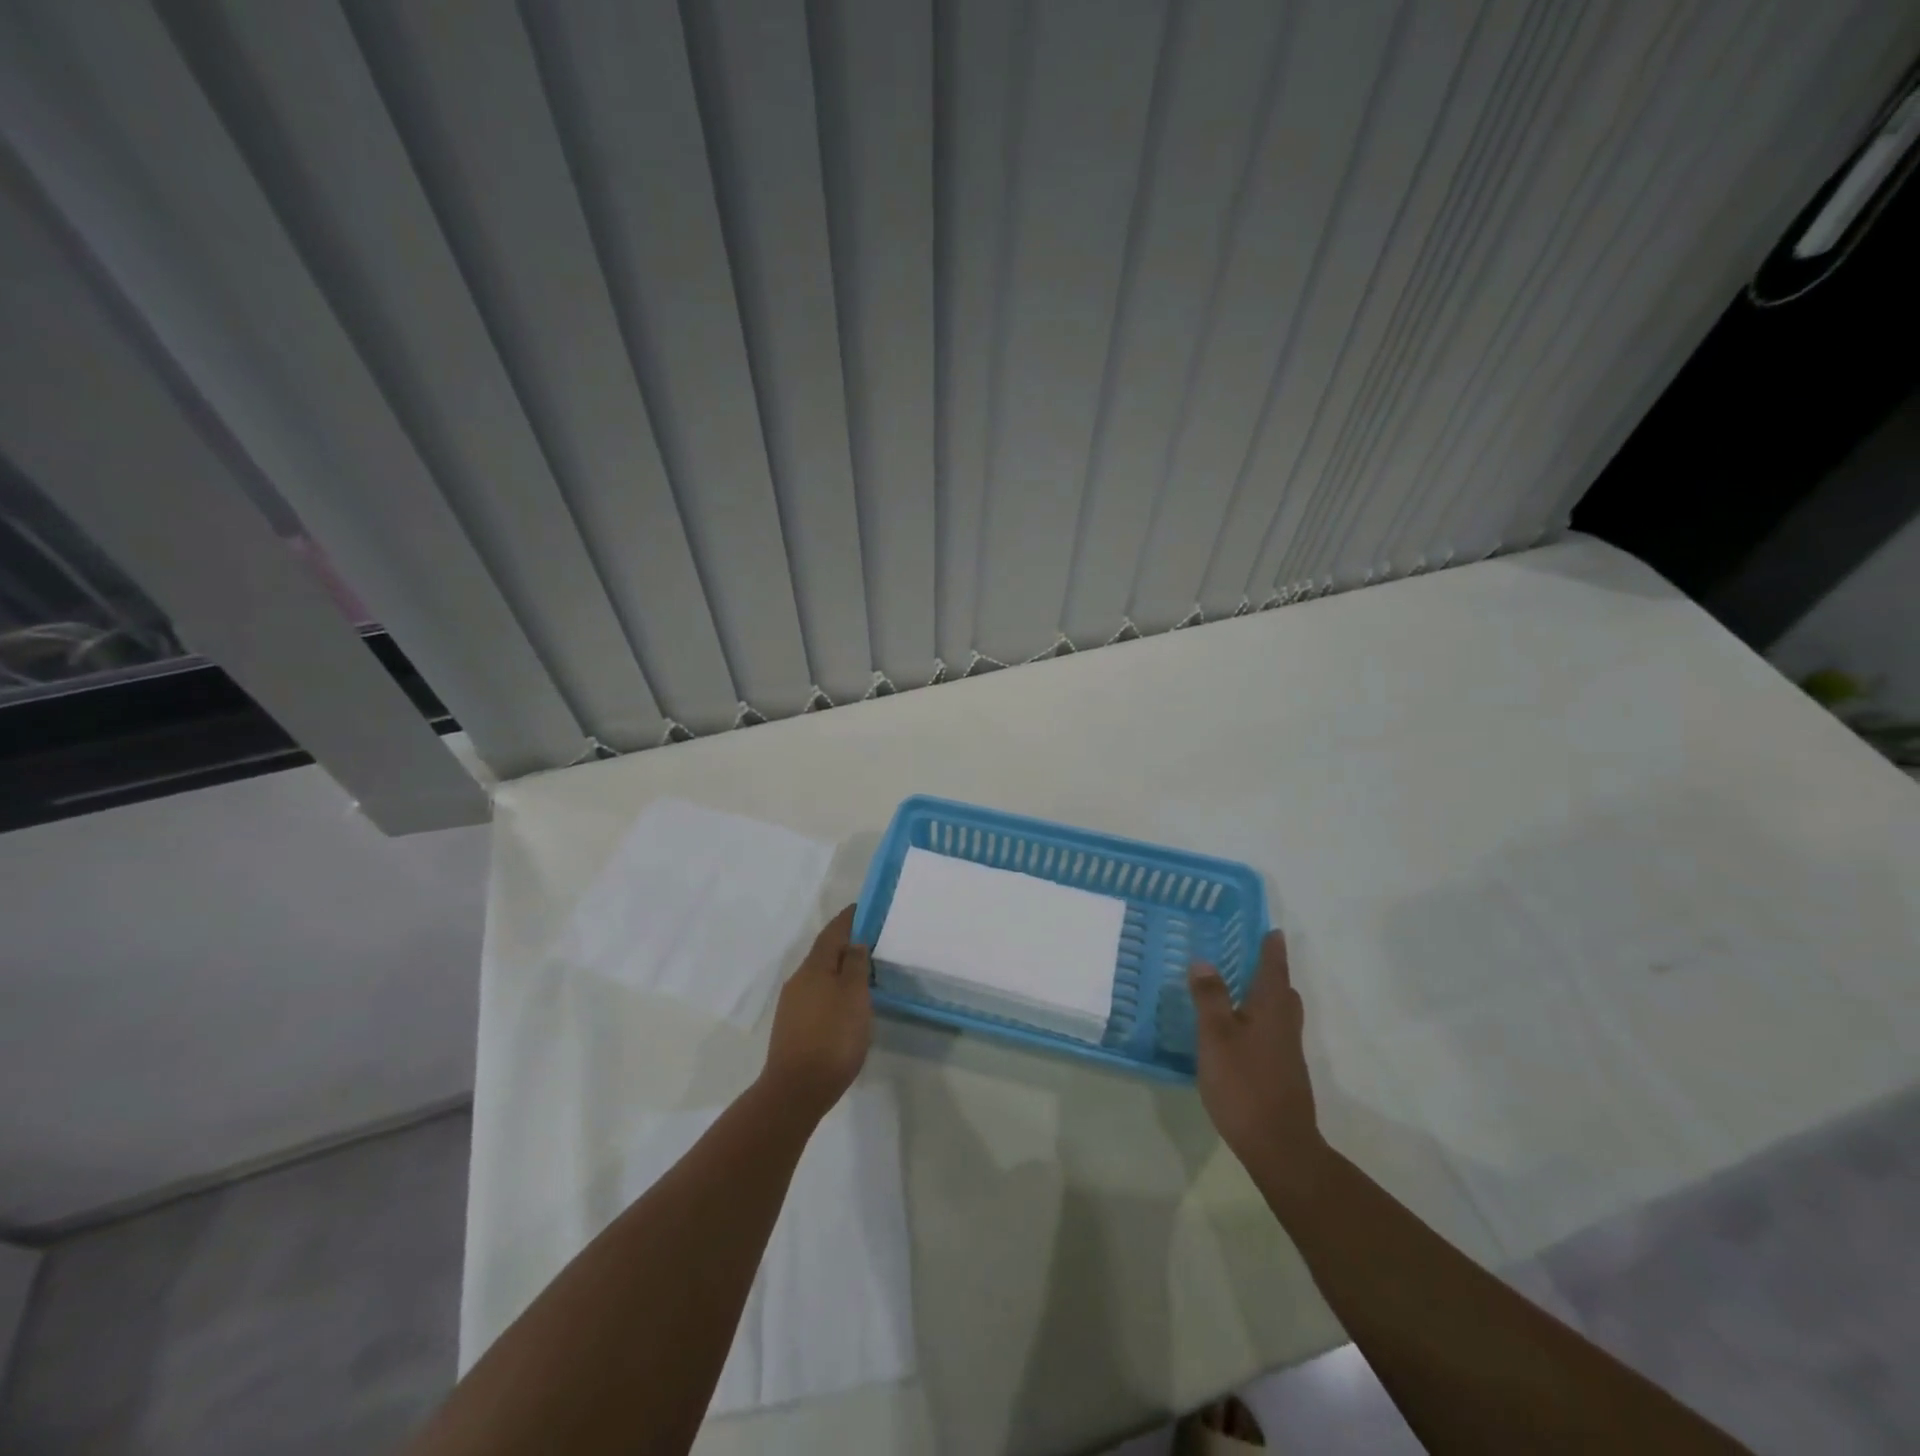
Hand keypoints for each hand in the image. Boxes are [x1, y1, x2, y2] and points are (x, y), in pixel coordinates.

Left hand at [760, 905, 871, 1119]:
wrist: (796, 1090)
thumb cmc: (832, 1038)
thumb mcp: (854, 998)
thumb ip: (854, 966)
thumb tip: (854, 943)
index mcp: (814, 967)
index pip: (832, 933)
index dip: (848, 919)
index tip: (863, 908)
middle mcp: (799, 980)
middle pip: (824, 953)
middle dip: (845, 944)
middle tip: (870, 941)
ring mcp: (792, 1005)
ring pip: (819, 976)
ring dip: (839, 970)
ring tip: (863, 973)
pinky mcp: (792, 1027)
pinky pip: (816, 996)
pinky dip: (832, 990)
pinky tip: (845, 1004)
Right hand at [1190, 931, 1324, 1176]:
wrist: (1279, 1145)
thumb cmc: (1244, 1083)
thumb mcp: (1216, 1036)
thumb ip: (1209, 997)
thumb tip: (1204, 961)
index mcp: (1271, 1009)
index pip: (1274, 969)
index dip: (1271, 949)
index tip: (1272, 930)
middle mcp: (1284, 1026)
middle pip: (1282, 991)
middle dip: (1270, 973)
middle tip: (1250, 958)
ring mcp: (1286, 1053)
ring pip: (1278, 1014)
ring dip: (1263, 998)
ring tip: (1238, 990)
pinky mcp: (1282, 1074)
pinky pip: (1272, 1033)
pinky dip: (1258, 1021)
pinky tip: (1237, 1033)